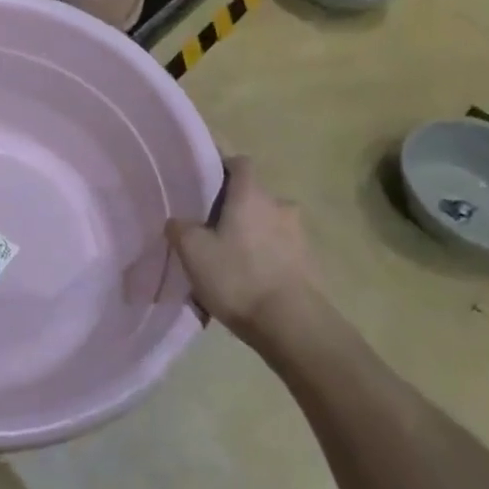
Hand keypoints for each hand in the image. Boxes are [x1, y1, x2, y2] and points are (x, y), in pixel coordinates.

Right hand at [165, 158, 343, 361]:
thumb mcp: (192, 252)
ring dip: (251, 236)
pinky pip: (280, 251)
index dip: (222, 168)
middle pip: (253, 197)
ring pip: (267, 225)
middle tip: (210, 231)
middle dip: (233, 210)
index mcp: (251, 195)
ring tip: (230, 263)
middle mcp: (280, 206)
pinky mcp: (310, 263)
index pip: (240, 163)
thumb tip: (178, 221)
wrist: (293, 325)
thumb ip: (180, 228)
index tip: (204, 185)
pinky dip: (265, 259)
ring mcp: (299, 235)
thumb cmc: (238, 277)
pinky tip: (249, 284)